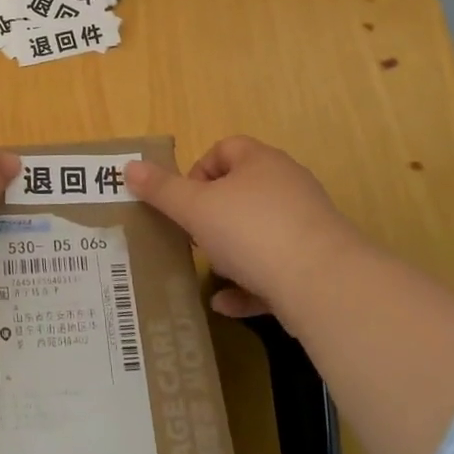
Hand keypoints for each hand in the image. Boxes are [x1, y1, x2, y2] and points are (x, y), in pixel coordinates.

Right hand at [125, 137, 372, 315]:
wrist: (324, 286)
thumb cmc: (251, 231)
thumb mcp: (195, 208)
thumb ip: (161, 189)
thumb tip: (128, 167)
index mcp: (261, 162)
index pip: (225, 148)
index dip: (198, 170)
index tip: (182, 200)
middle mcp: (288, 187)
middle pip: (242, 191)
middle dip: (212, 214)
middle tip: (191, 235)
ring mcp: (306, 227)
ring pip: (259, 232)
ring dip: (231, 251)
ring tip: (208, 269)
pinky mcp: (317, 266)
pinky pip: (275, 270)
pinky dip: (249, 285)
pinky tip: (226, 305)